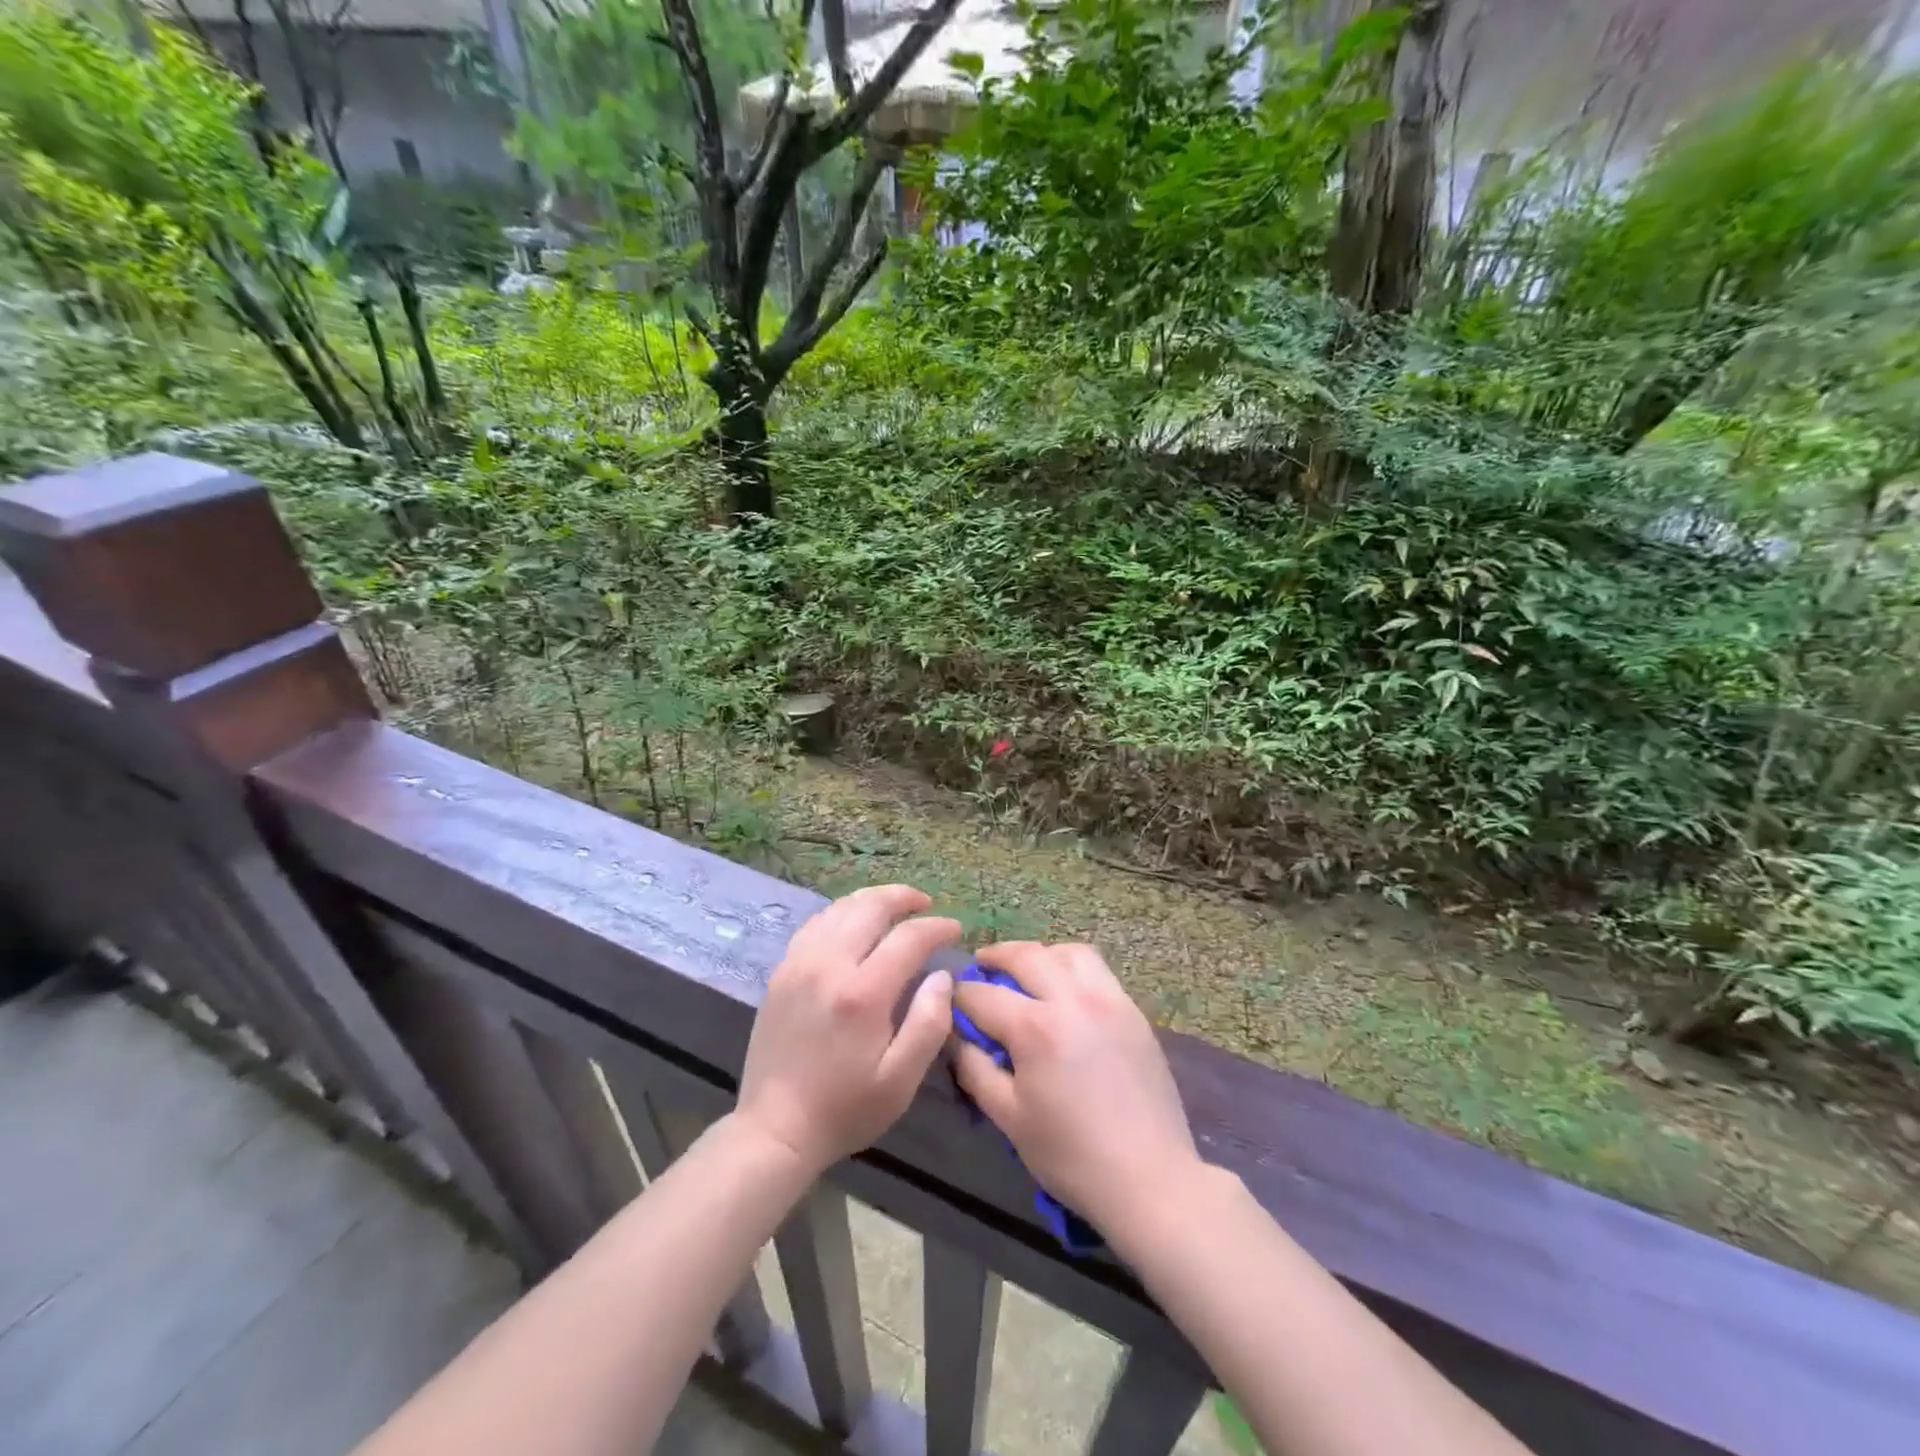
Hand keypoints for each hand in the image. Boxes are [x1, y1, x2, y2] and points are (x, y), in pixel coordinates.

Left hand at [735, 885, 957, 1175]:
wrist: (775, 1129)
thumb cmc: (845, 1109)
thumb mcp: (900, 1081)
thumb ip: (929, 1023)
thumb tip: (942, 976)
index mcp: (862, 994)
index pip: (907, 938)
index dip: (936, 928)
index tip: (956, 929)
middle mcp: (828, 965)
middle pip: (870, 908)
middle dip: (903, 898)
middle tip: (926, 904)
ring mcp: (799, 964)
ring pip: (839, 909)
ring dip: (871, 900)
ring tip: (895, 905)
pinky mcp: (781, 971)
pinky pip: (815, 924)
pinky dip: (841, 912)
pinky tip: (854, 921)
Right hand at [952, 942, 1202, 1236]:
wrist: (1150, 1178)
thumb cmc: (1071, 1155)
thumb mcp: (1009, 1118)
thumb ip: (975, 1069)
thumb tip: (956, 1037)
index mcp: (1036, 1028)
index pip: (983, 995)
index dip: (959, 995)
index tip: (949, 1000)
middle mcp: (1072, 1000)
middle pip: (1027, 955)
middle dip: (996, 956)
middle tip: (981, 965)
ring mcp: (1109, 1000)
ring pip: (1068, 952)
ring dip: (1040, 955)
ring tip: (1028, 972)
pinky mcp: (1133, 1011)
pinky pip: (1098, 970)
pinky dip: (1073, 968)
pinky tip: (1065, 992)